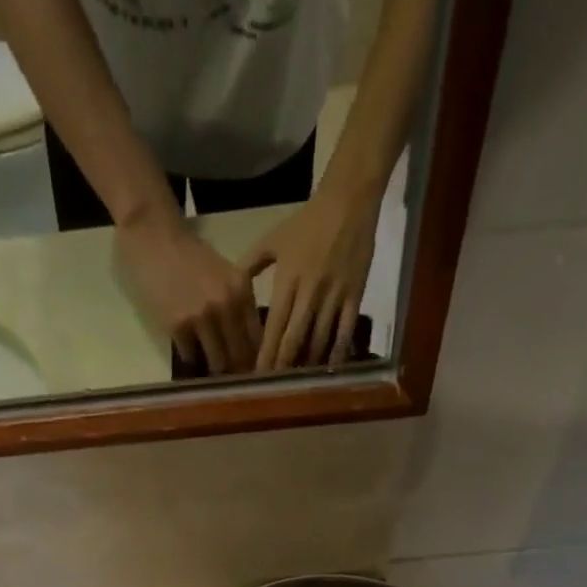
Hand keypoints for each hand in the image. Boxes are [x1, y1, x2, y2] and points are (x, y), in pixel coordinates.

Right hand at [116, 209, 261, 375]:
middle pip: (240, 355)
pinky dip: (191, 357)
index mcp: (242, 290)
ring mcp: (202, 316)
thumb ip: (239, 304)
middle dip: (237, 370)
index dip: (256, 359)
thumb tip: (249, 346)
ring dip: (214, 369)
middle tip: (233, 378)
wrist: (153, 236)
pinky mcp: (178, 326)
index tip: (251, 371)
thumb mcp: (225, 274)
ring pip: (218, 362)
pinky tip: (188, 350)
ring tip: (211, 371)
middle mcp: (227, 304)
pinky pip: (190, 356)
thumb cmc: (188, 256)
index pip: (257, 338)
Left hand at [245, 182, 380, 371]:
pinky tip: (330, 367)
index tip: (257, 374)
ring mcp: (333, 296)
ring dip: (308, 363)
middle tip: (275, 385)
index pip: (273, 327)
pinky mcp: (354, 295)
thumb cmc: (307, 222)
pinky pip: (345, 330)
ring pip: (319, 340)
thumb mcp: (272, 240)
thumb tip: (231, 289)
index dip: (265, 354)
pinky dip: (338, 351)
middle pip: (293, 339)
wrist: (347, 201)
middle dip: (283, 365)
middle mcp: (309, 293)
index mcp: (287, 281)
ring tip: (298, 380)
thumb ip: (250, 266)